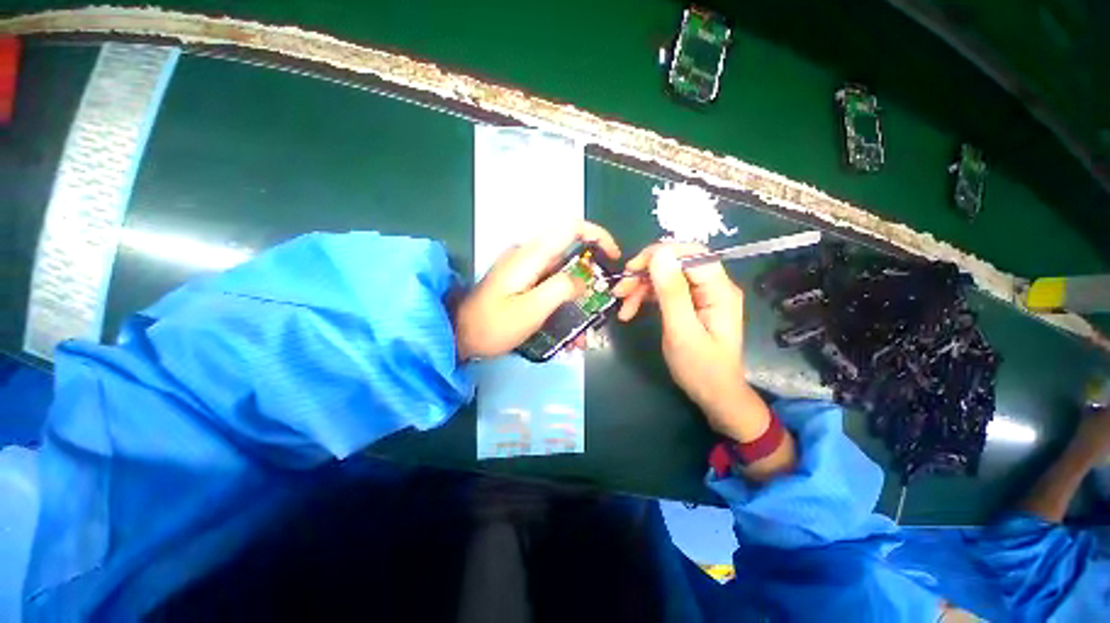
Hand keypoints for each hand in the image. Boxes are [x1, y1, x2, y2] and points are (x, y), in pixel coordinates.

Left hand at [455, 221, 619, 360]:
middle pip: (570, 250)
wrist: (460, 335)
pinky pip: (550, 284)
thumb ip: (560, 289)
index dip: (598, 236)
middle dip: (590, 276)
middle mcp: (529, 254)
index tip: (613, 257)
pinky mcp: (523, 281)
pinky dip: (563, 302)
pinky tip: (566, 331)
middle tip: (600, 302)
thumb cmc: (493, 325)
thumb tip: (583, 279)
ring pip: (562, 272)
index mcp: (531, 255)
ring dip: (577, 297)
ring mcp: (525, 268)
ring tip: (581, 331)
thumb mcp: (531, 310)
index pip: (571, 227)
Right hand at [614, 243, 766, 439]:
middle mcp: (712, 286)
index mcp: (719, 289)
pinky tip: (630, 310)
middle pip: (675, 263)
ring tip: (622, 305)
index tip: (631, 269)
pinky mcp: (690, 304)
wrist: (714, 395)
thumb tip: (659, 254)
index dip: (659, 255)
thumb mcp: (682, 331)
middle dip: (645, 273)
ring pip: (666, 276)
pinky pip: (664, 291)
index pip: (690, 254)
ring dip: (641, 287)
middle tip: (620, 290)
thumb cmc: (701, 368)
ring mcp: (701, 295)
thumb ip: (671, 292)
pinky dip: (645, 297)